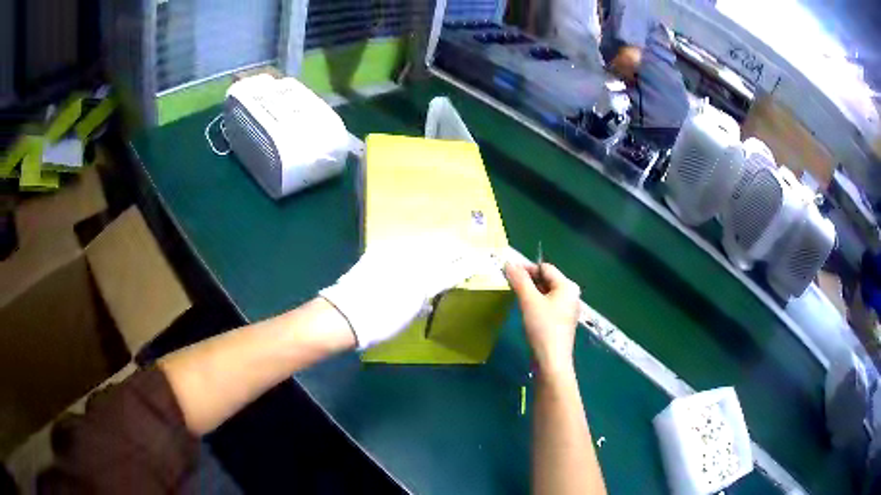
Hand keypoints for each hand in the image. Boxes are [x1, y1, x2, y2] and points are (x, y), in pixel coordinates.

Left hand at [320, 236, 491, 348]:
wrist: (345, 314)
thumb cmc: (379, 324)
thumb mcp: (408, 317)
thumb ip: (422, 301)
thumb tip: (429, 295)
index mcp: (426, 283)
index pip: (455, 269)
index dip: (469, 264)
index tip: (480, 260)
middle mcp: (415, 264)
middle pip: (443, 249)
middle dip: (457, 249)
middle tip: (465, 250)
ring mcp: (397, 254)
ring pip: (425, 242)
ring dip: (438, 243)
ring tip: (445, 245)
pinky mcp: (381, 250)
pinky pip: (405, 243)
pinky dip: (415, 245)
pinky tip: (416, 247)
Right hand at [505, 262, 580, 375]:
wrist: (551, 361)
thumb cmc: (543, 328)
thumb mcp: (529, 301)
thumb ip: (519, 280)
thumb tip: (508, 262)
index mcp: (567, 286)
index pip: (545, 268)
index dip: (526, 268)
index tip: (507, 272)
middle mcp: (571, 295)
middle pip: (547, 279)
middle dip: (528, 280)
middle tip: (508, 284)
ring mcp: (567, 309)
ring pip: (546, 293)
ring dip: (530, 292)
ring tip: (514, 295)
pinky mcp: (561, 322)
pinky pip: (547, 305)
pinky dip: (535, 303)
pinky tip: (524, 310)